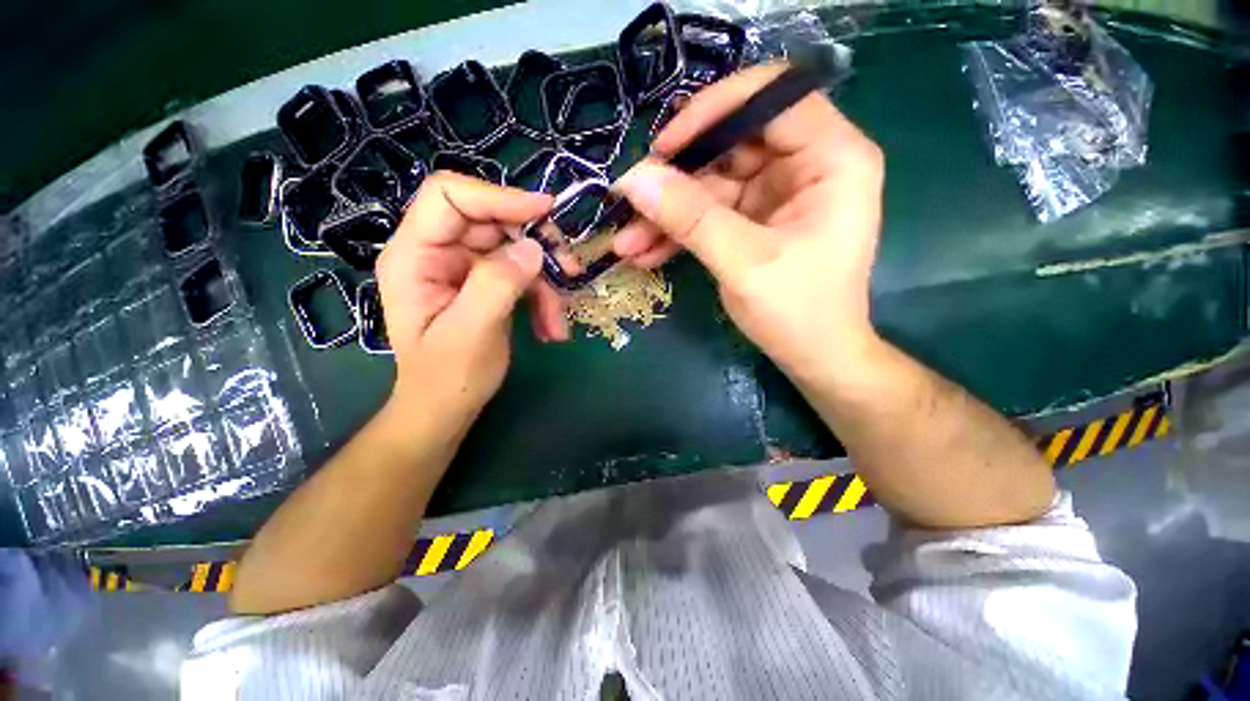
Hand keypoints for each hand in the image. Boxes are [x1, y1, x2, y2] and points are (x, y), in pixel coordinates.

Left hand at [376, 173, 567, 431]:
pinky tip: (551, 329)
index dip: (498, 196)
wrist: (447, 408)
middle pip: (492, 222)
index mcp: (414, 255)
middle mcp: (437, 253)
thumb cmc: (448, 377)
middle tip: (570, 270)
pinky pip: (521, 275)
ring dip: (545, 284)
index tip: (546, 211)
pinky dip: (542, 299)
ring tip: (558, 322)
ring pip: (515, 252)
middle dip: (535, 247)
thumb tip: (534, 248)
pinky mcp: (485, 284)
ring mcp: (464, 268)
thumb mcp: (472, 333)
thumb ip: (497, 285)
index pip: (449, 197)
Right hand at [613, 63, 884, 374]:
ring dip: (667, 215)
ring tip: (627, 244)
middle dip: (676, 179)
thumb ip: (690, 217)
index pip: (770, 97)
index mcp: (831, 157)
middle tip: (631, 203)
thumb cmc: (798, 311)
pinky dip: (678, 233)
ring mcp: (776, 194)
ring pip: (711, 185)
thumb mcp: (743, 262)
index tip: (664, 148)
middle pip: (730, 144)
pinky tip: (646, 253)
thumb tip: (633, 179)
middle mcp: (806, 164)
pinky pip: (709, 214)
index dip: (712, 111)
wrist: (814, 357)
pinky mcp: (755, 221)